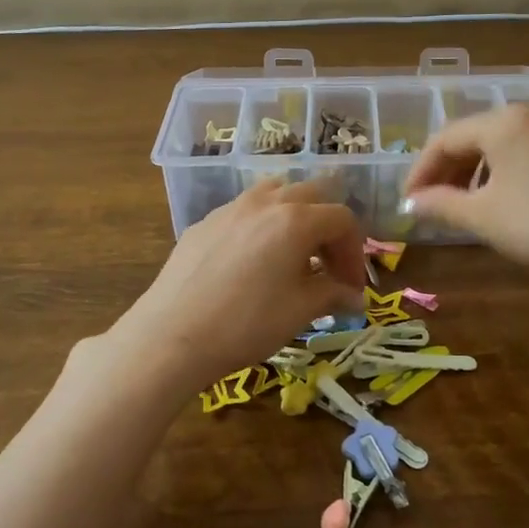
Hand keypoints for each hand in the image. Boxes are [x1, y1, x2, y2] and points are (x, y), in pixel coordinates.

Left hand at [113, 178, 364, 386]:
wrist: (173, 335)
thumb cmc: (247, 323)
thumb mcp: (300, 311)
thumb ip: (333, 295)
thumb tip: (356, 298)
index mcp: (296, 220)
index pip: (342, 219)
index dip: (355, 252)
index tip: (353, 287)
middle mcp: (266, 202)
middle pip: (312, 196)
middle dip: (329, 229)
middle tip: (329, 267)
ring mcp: (231, 208)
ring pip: (275, 193)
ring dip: (295, 216)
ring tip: (294, 253)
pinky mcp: (205, 222)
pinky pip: (245, 211)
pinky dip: (263, 225)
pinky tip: (254, 261)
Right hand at [402, 104, 528, 292]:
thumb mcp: (484, 218)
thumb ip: (440, 205)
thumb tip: (412, 204)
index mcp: (504, 122)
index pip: (446, 138)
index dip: (420, 170)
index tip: (408, 202)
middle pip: (476, 135)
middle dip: (449, 169)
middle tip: (433, 203)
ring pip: (506, 142)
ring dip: (478, 169)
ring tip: (469, 203)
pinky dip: (510, 170)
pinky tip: (511, 198)